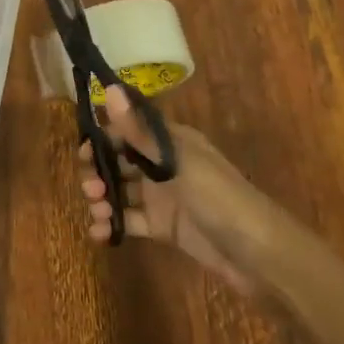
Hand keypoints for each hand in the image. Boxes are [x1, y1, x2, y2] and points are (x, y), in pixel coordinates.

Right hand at [78, 86, 290, 294]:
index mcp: (171, 142)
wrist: (260, 256)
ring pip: (122, 191)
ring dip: (103, 199)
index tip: (83, 153)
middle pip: (120, 161)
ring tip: (98, 214)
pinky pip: (131, 221)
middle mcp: (164, 165)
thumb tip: (109, 88)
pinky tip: (99, 233)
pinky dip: (113, 225)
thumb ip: (140, 131)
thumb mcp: (178, 162)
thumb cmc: (221, 198)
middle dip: (98, 172)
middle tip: (90, 189)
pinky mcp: (165, 228)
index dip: (102, 139)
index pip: (127, 130)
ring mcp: (163, 197)